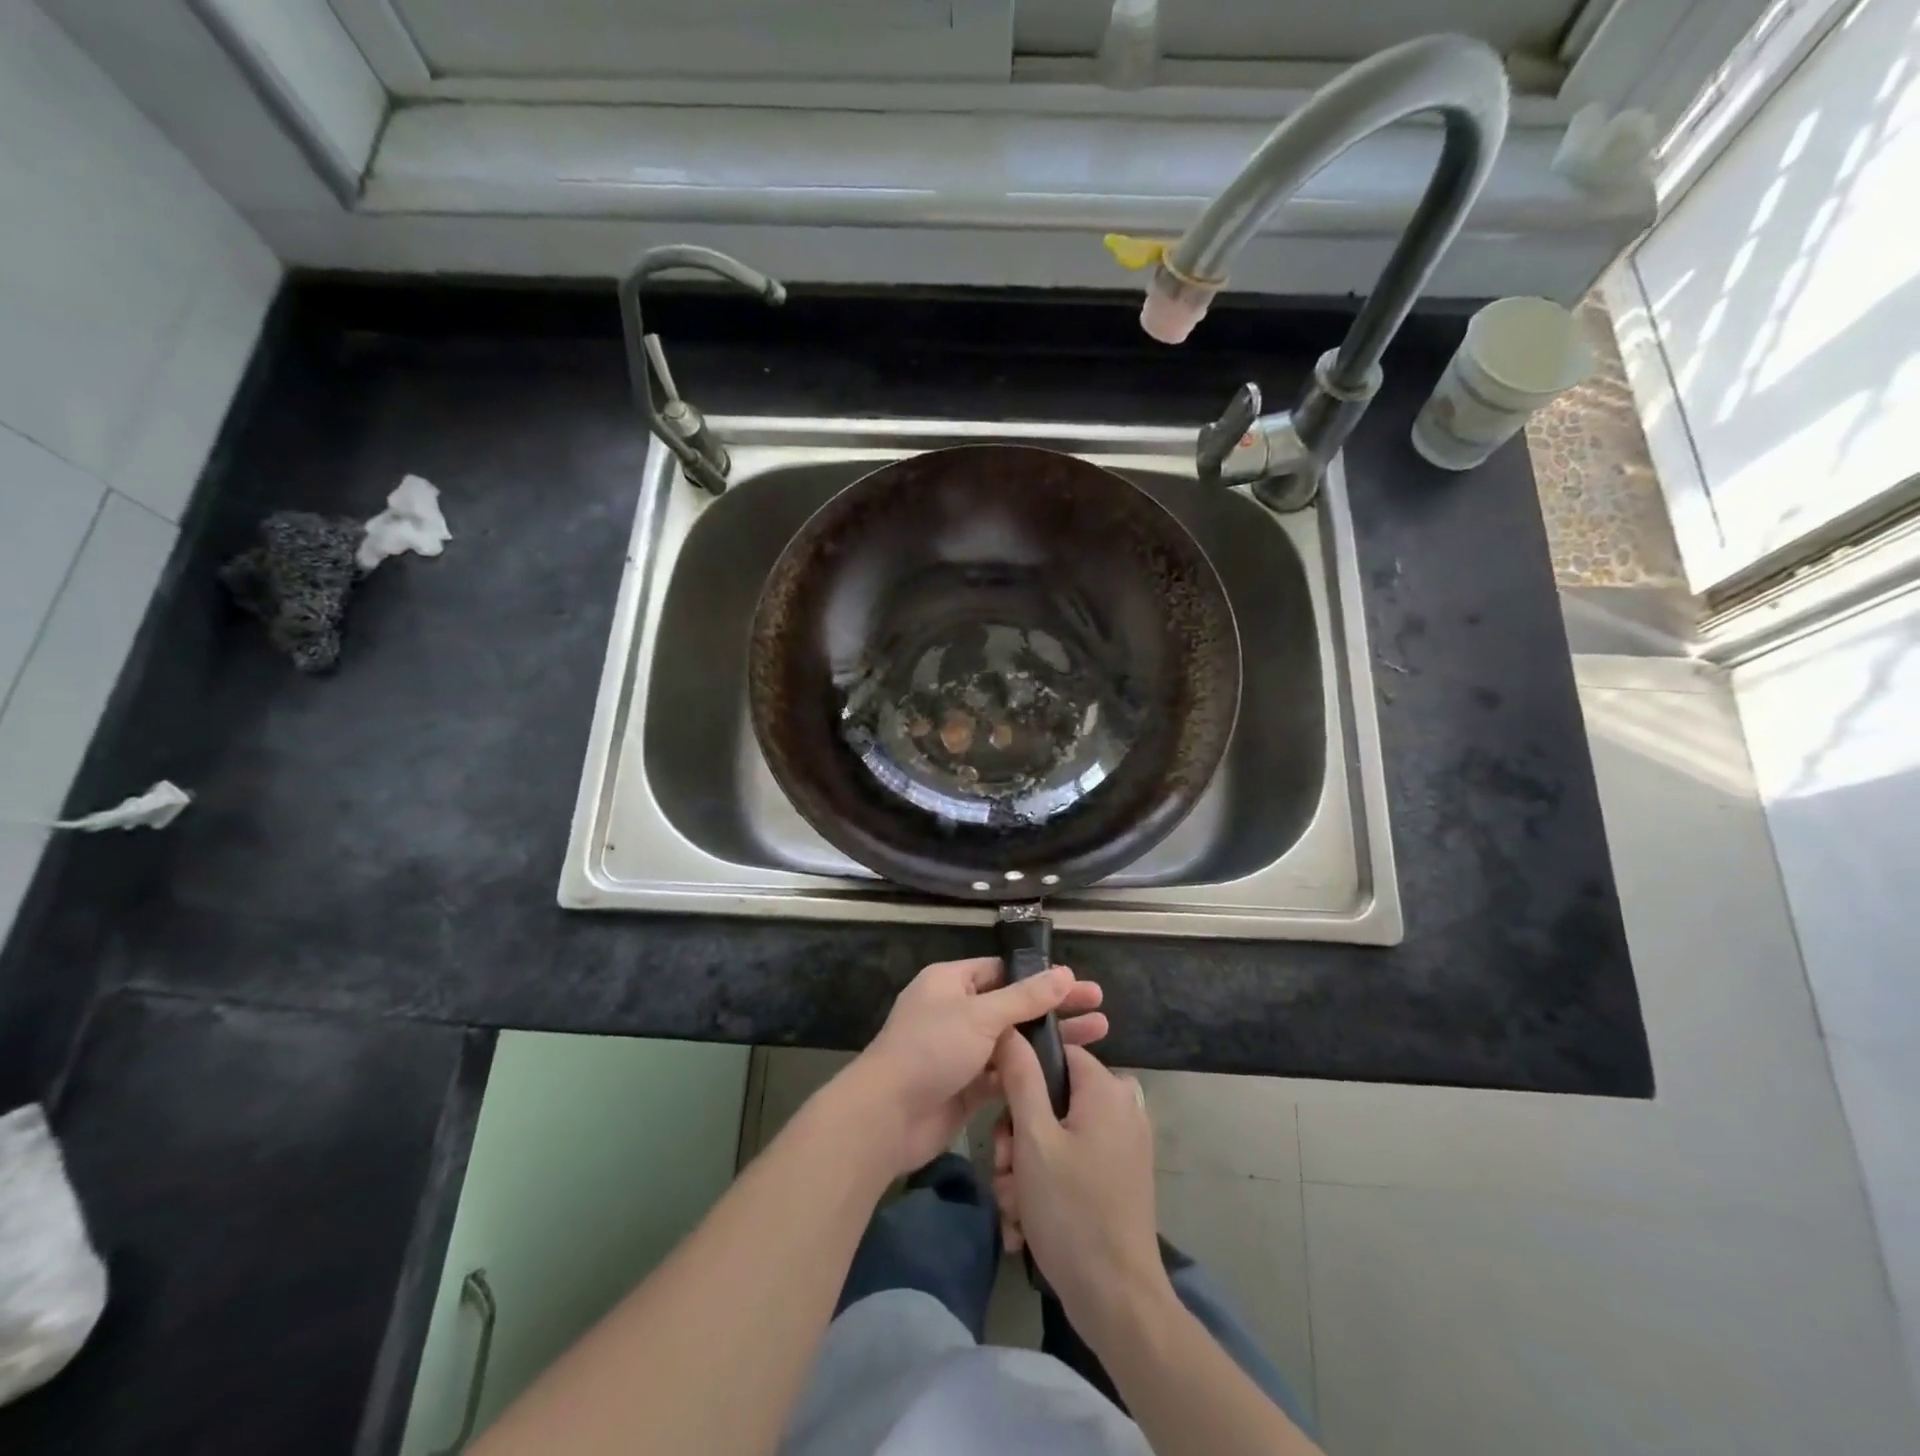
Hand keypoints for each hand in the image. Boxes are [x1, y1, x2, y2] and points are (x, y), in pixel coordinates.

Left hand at [842, 957, 1107, 1176]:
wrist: (888, 1117)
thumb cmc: (931, 1050)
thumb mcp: (980, 1016)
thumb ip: (1025, 998)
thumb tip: (1065, 973)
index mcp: (951, 982)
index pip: (1001, 970)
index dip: (1039, 975)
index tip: (1076, 981)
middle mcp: (957, 1011)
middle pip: (1013, 1004)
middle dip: (1055, 1007)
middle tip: (1100, 1006)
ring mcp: (962, 1050)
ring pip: (1014, 1040)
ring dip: (1050, 1039)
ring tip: (1099, 1035)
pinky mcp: (968, 1086)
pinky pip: (1006, 1072)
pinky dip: (1032, 1071)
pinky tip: (1067, 1072)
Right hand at [993, 1036, 1170, 1345]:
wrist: (1118, 1301)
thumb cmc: (1072, 1211)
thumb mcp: (1034, 1139)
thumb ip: (1020, 1077)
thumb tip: (1010, 1029)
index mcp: (1107, 1088)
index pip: (1056, 1052)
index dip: (1021, 1077)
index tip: (999, 1115)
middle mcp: (1121, 1106)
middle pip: (1052, 1098)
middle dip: (1018, 1137)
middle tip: (1005, 1172)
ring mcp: (1123, 1143)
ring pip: (1056, 1134)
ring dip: (1025, 1168)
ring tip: (1014, 1207)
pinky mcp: (1119, 1175)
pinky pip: (1072, 1161)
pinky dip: (1047, 1185)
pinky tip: (1026, 1222)